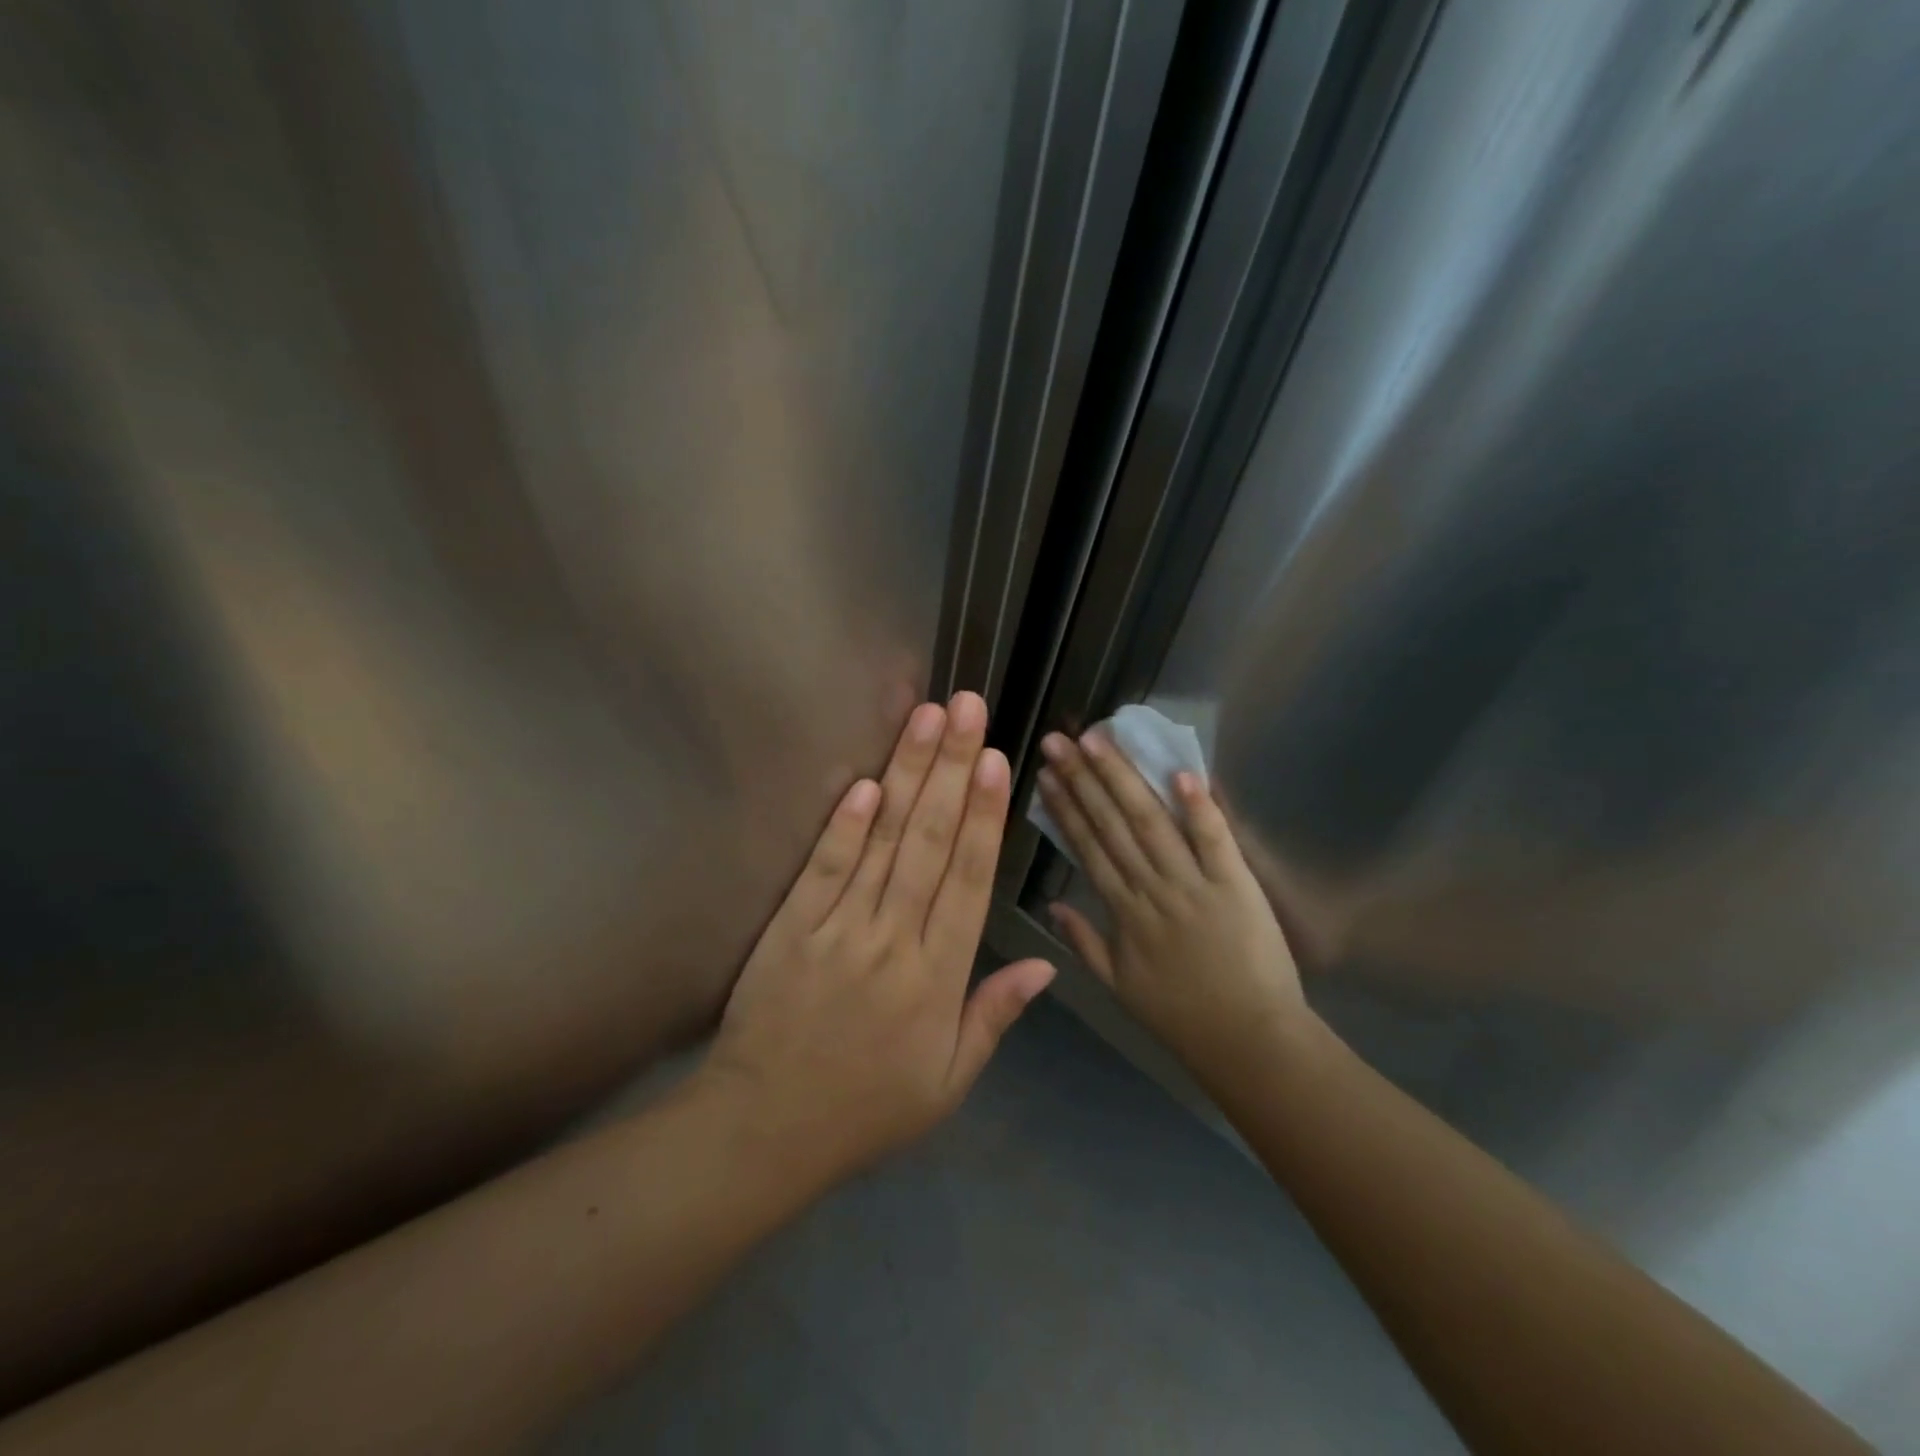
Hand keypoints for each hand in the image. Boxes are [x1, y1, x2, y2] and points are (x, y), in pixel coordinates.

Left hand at [704, 692, 1055, 1186]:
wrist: (765, 1130)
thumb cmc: (866, 1109)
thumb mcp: (947, 1082)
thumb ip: (995, 1015)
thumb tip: (1047, 964)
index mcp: (937, 978)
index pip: (968, 880)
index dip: (984, 816)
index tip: (996, 760)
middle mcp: (893, 940)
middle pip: (928, 841)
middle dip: (950, 768)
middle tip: (966, 708)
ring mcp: (838, 928)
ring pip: (882, 840)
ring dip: (906, 774)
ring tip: (925, 719)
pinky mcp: (792, 926)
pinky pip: (823, 867)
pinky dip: (844, 824)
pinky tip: (864, 781)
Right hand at [1036, 729, 1310, 1079]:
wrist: (1248, 1040)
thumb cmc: (1181, 1015)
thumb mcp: (1118, 986)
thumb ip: (1084, 942)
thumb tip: (1050, 904)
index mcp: (1123, 911)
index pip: (1088, 847)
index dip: (1064, 807)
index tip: (1046, 774)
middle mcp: (1152, 888)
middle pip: (1112, 824)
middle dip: (1082, 778)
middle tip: (1059, 740)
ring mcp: (1194, 883)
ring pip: (1151, 822)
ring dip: (1123, 779)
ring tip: (1099, 741)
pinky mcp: (1236, 884)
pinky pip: (1215, 840)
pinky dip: (1199, 807)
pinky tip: (1179, 772)